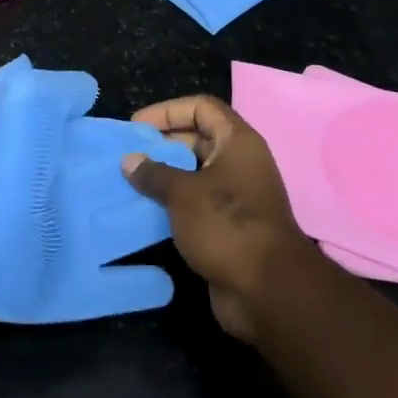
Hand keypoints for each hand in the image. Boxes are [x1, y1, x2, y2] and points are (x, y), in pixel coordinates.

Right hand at [123, 95, 306, 341]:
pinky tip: (146, 208)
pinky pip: (196, 202)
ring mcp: (237, 195)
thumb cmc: (226, 225)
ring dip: (165, 174)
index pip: (201, 107)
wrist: (267, 290)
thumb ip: (154, 173)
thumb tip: (129, 160)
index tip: (137, 126)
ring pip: (196, 172)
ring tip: (131, 179)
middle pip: (198, 137)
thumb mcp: (183, 193)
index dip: (168, 110)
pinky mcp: (230, 225)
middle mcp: (240, 162)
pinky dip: (173, 201)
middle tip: (130, 153)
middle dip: (163, 142)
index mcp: (237, 142)